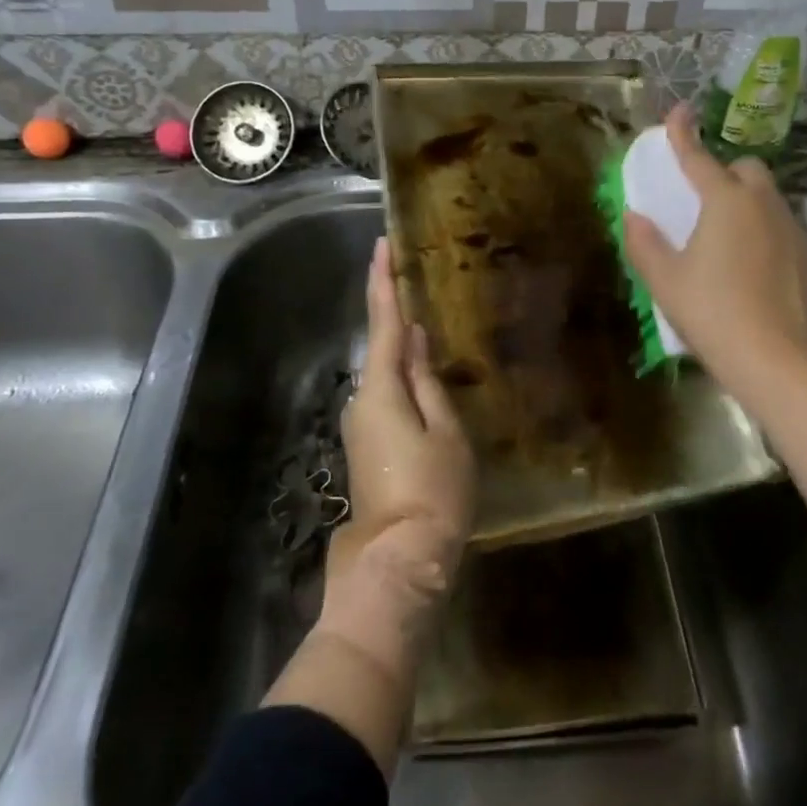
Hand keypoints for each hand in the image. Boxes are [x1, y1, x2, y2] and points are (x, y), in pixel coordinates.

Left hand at [322, 238, 475, 645]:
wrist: (400, 560)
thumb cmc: (433, 492)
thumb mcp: (445, 431)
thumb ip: (427, 381)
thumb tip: (413, 339)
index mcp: (381, 389)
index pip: (383, 322)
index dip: (382, 282)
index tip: (381, 245)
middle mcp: (362, 399)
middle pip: (381, 346)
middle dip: (394, 312)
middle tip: (412, 278)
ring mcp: (361, 423)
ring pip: (385, 372)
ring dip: (402, 347)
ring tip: (429, 323)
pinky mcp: (367, 443)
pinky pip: (386, 394)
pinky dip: (403, 375)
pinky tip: (424, 373)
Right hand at [622, 103, 806, 396]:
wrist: (776, 359)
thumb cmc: (712, 312)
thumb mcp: (665, 280)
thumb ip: (644, 242)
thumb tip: (633, 216)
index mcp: (725, 201)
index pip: (698, 157)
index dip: (683, 133)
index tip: (679, 111)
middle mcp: (762, 204)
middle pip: (746, 168)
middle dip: (724, 172)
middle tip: (703, 200)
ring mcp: (790, 228)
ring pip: (767, 196)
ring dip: (745, 199)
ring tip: (725, 236)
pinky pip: (780, 223)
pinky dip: (762, 227)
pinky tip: (749, 263)